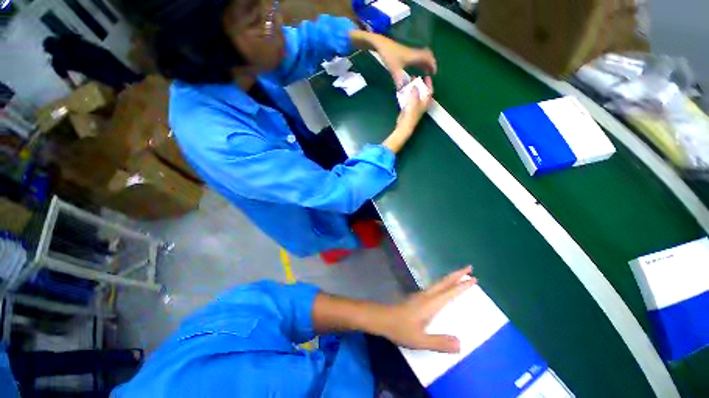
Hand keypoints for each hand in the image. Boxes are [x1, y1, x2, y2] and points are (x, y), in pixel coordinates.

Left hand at [378, 41, 436, 88]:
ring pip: (422, 56)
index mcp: (414, 56)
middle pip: (427, 56)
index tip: (434, 72)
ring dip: (425, 63)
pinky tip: (416, 68)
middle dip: (431, 63)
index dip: (433, 64)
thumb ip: (399, 81)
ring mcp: (410, 52)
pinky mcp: (406, 52)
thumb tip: (403, 92)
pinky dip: (419, 62)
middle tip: (431, 72)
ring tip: (425, 72)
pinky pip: (417, 57)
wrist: (382, 44)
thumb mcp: (394, 70)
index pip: (428, 58)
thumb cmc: (389, 56)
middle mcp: (414, 53)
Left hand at [380, 266, 476, 352]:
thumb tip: (461, 344)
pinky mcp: (417, 297)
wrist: (382, 318)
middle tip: (469, 268)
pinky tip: (443, 289)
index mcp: (430, 304)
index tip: (474, 279)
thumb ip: (439, 342)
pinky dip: (444, 284)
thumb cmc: (400, 328)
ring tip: (460, 276)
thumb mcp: (420, 340)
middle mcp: (427, 295)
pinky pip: (435, 287)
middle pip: (444, 282)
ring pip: (439, 283)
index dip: (462, 286)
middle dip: (457, 274)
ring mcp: (421, 295)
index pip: (450, 292)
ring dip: (451, 278)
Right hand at [396, 76, 433, 130]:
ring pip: (415, 95)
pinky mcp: (409, 108)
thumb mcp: (414, 100)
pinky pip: (409, 98)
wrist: (405, 124)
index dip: (429, 83)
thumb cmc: (411, 113)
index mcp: (425, 102)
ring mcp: (415, 106)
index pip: (429, 90)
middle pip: (422, 92)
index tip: (427, 76)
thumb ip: (415, 91)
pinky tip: (404, 91)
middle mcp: (422, 103)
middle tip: (415, 78)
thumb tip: (414, 86)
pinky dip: (407, 94)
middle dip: (419, 84)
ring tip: (409, 82)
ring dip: (412, 89)